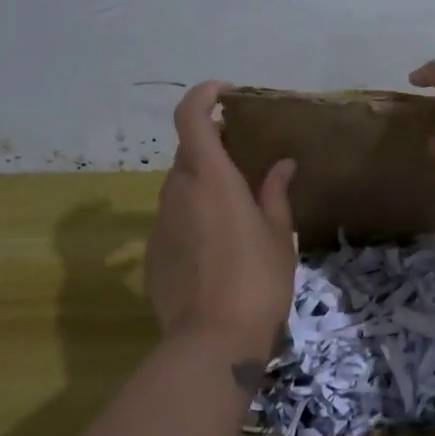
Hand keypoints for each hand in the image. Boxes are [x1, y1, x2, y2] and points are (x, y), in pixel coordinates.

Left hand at [146, 81, 296, 364]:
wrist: (212, 341)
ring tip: (236, 212)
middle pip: (189, 154)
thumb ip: (275, 193)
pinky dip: (193, 218)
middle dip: (214, 149)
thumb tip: (282, 164)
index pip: (191, 116)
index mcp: (211, 178)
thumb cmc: (257, 280)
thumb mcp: (279, 235)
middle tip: (246, 163)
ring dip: (204, 186)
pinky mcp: (153, 253)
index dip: (204, 95)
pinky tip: (217, 250)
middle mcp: (177, 192)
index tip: (228, 94)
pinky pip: (174, 220)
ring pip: (180, 188)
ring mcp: (160, 223)